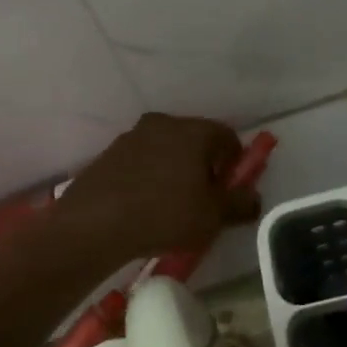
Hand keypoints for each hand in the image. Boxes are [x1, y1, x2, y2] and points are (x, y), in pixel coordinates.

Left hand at [52, 113, 261, 266]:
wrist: (93, 223)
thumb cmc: (164, 214)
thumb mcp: (212, 216)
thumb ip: (240, 204)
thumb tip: (254, 197)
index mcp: (193, 130)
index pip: (227, 136)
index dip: (235, 162)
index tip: (231, 189)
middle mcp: (164, 123)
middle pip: (195, 140)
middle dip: (205, 165)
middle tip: (205, 198)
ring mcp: (132, 136)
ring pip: (167, 149)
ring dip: (176, 170)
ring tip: (173, 205)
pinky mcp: (110, 153)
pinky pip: (142, 161)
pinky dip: (150, 176)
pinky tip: (145, 205)